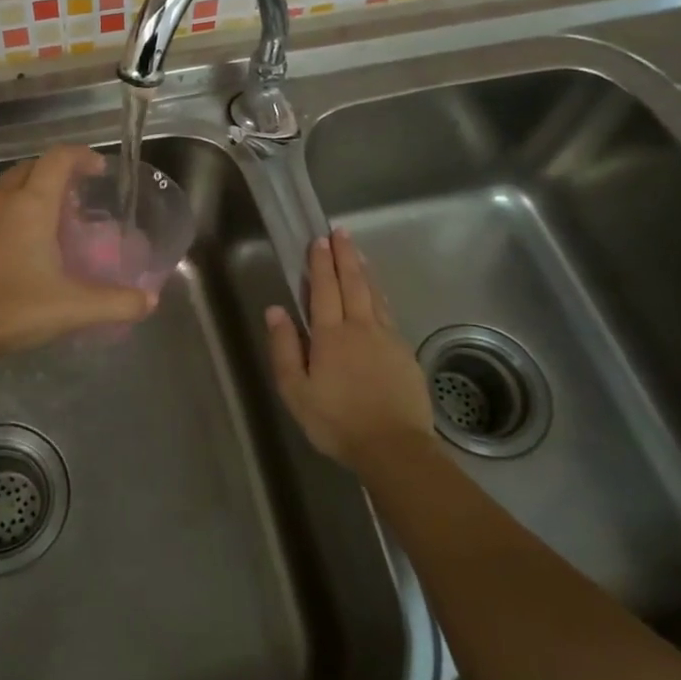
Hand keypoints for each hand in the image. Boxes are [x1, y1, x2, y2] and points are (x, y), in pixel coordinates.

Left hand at [0, 146, 155, 369]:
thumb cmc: (10, 309)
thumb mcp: (72, 309)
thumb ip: (116, 303)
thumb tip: (149, 301)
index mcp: (29, 205)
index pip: (58, 159)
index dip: (81, 156)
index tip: (97, 169)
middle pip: (28, 170)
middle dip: (52, 175)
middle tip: (72, 202)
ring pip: (0, 193)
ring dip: (23, 198)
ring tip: (40, 228)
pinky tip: (3, 254)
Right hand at [265, 228, 433, 467]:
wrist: (395, 448)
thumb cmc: (337, 421)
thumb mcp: (296, 391)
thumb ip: (285, 348)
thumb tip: (275, 310)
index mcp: (331, 335)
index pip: (324, 289)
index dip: (321, 263)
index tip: (318, 240)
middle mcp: (361, 327)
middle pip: (353, 283)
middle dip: (344, 255)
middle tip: (340, 231)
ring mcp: (387, 338)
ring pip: (374, 294)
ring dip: (364, 270)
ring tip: (358, 251)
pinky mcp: (405, 353)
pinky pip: (389, 312)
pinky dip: (380, 294)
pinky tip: (377, 294)